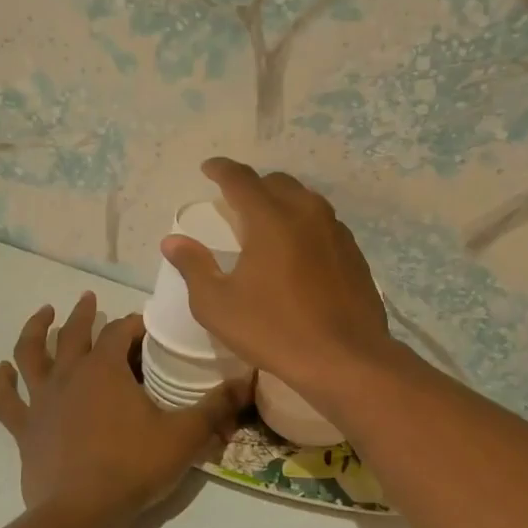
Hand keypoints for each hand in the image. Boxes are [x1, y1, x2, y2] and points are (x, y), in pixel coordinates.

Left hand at [0, 291, 248, 526]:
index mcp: (106, 370)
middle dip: (85, 313)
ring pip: (31, 354)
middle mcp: (70, 375)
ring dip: (35, 330)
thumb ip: (216, 406)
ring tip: (43, 314)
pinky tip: (2, 370)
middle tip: (90, 298)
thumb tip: (249, 380)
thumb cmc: (133, 468)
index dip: (134, 323)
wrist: (80, 513)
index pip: (120, 332)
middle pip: (75, 333)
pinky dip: (0, 382)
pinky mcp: (25, 429)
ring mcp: (42, 401)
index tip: (146, 325)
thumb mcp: (184, 435)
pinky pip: (5, 400)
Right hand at [160, 158, 393, 403]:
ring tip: (267, 223)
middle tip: (236, 203)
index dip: (221, 169)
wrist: (346, 359)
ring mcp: (336, 231)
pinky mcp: (354, 252)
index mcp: (270, 219)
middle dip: (253, 185)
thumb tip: (173, 241)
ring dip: (282, 202)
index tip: (208, 168)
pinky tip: (299, 250)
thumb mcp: (218, 306)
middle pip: (277, 183)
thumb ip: (194, 267)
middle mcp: (306, 213)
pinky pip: (324, 223)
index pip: (240, 179)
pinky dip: (305, 224)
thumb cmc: (275, 331)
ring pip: (305, 200)